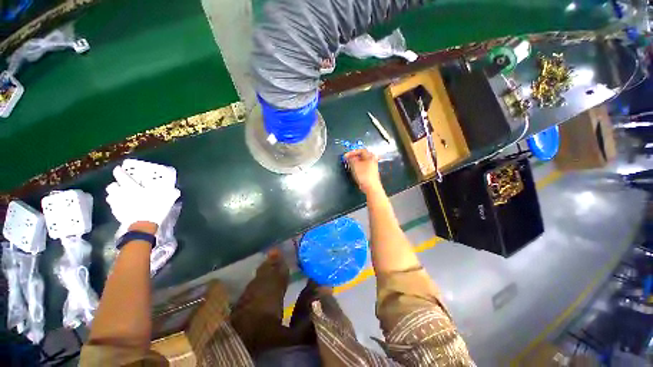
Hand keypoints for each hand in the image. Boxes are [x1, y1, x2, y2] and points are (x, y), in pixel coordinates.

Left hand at [106, 167, 179, 226]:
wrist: (143, 225)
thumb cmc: (154, 207)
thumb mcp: (168, 197)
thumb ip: (171, 192)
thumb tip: (175, 190)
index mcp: (131, 186)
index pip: (121, 175)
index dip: (119, 171)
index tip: (119, 169)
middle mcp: (121, 193)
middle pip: (111, 186)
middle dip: (115, 185)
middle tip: (121, 185)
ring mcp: (117, 204)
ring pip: (110, 196)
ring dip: (114, 195)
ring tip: (121, 196)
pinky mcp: (116, 214)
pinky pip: (113, 207)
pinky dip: (117, 205)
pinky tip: (123, 207)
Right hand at [344, 149, 383, 195]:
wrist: (371, 187)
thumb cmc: (364, 176)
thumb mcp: (355, 166)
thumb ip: (351, 159)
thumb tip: (348, 157)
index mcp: (370, 156)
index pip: (360, 150)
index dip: (352, 152)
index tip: (346, 155)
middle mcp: (372, 160)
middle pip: (361, 155)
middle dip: (353, 157)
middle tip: (347, 159)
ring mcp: (372, 166)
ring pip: (362, 161)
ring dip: (355, 162)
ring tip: (349, 164)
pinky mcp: (370, 172)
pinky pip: (363, 166)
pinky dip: (358, 166)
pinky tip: (354, 169)